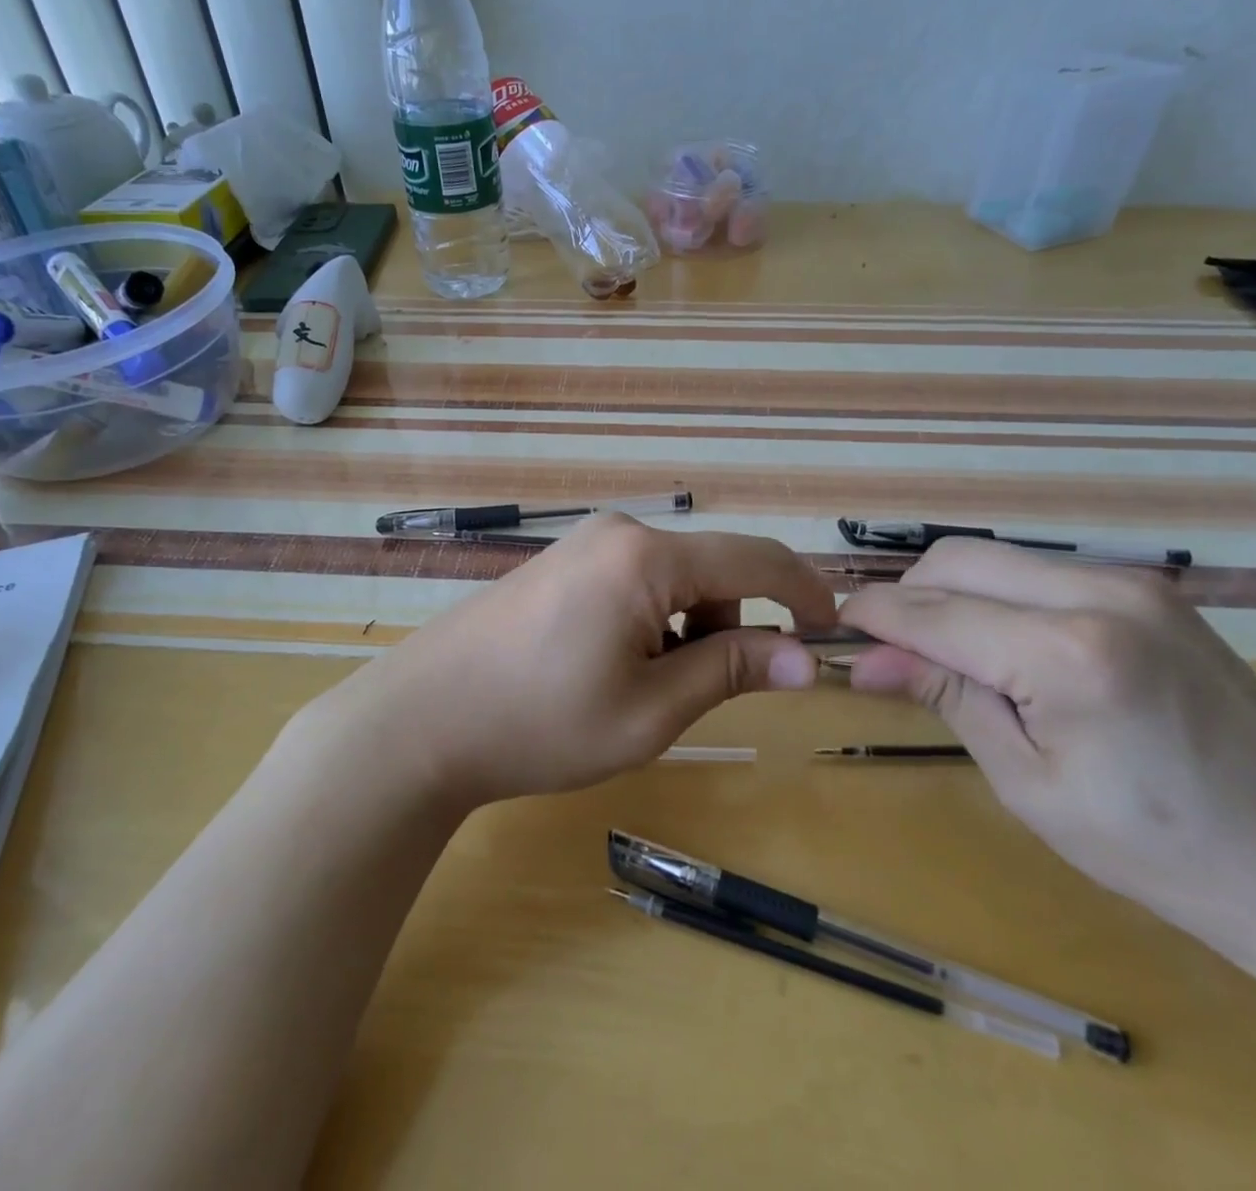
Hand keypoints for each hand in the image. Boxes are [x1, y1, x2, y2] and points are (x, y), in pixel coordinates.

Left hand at [344, 515, 837, 805]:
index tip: (833, 629)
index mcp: (646, 557)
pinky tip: (609, 665)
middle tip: (693, 695)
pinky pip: (634, 580)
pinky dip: (651, 620)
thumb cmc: (540, 722)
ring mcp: (584, 542)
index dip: (803, 592)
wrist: (422, 720)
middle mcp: (619, 532)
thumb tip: (808, 659)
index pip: (755, 560)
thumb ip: (731, 670)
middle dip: (727, 627)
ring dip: (685, 629)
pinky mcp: (561, 562)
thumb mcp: (650, 710)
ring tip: (640, 689)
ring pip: (673, 578)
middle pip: (712, 570)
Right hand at [836, 540, 1255, 969]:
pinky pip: (1040, 571)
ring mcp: (1131, 582)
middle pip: (956, 560)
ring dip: (950, 593)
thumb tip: (863, 661)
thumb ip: (945, 698)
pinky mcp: (1150, 588)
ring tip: (946, 653)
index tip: (834, 631)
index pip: (932, 612)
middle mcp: (1097, 594)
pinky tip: (1004, 646)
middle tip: (891, 651)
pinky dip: (998, 596)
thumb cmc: (1155, 848)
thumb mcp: (1028, 782)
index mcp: (1066, 654)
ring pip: (995, 558)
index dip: (872, 617)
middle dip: (907, 595)